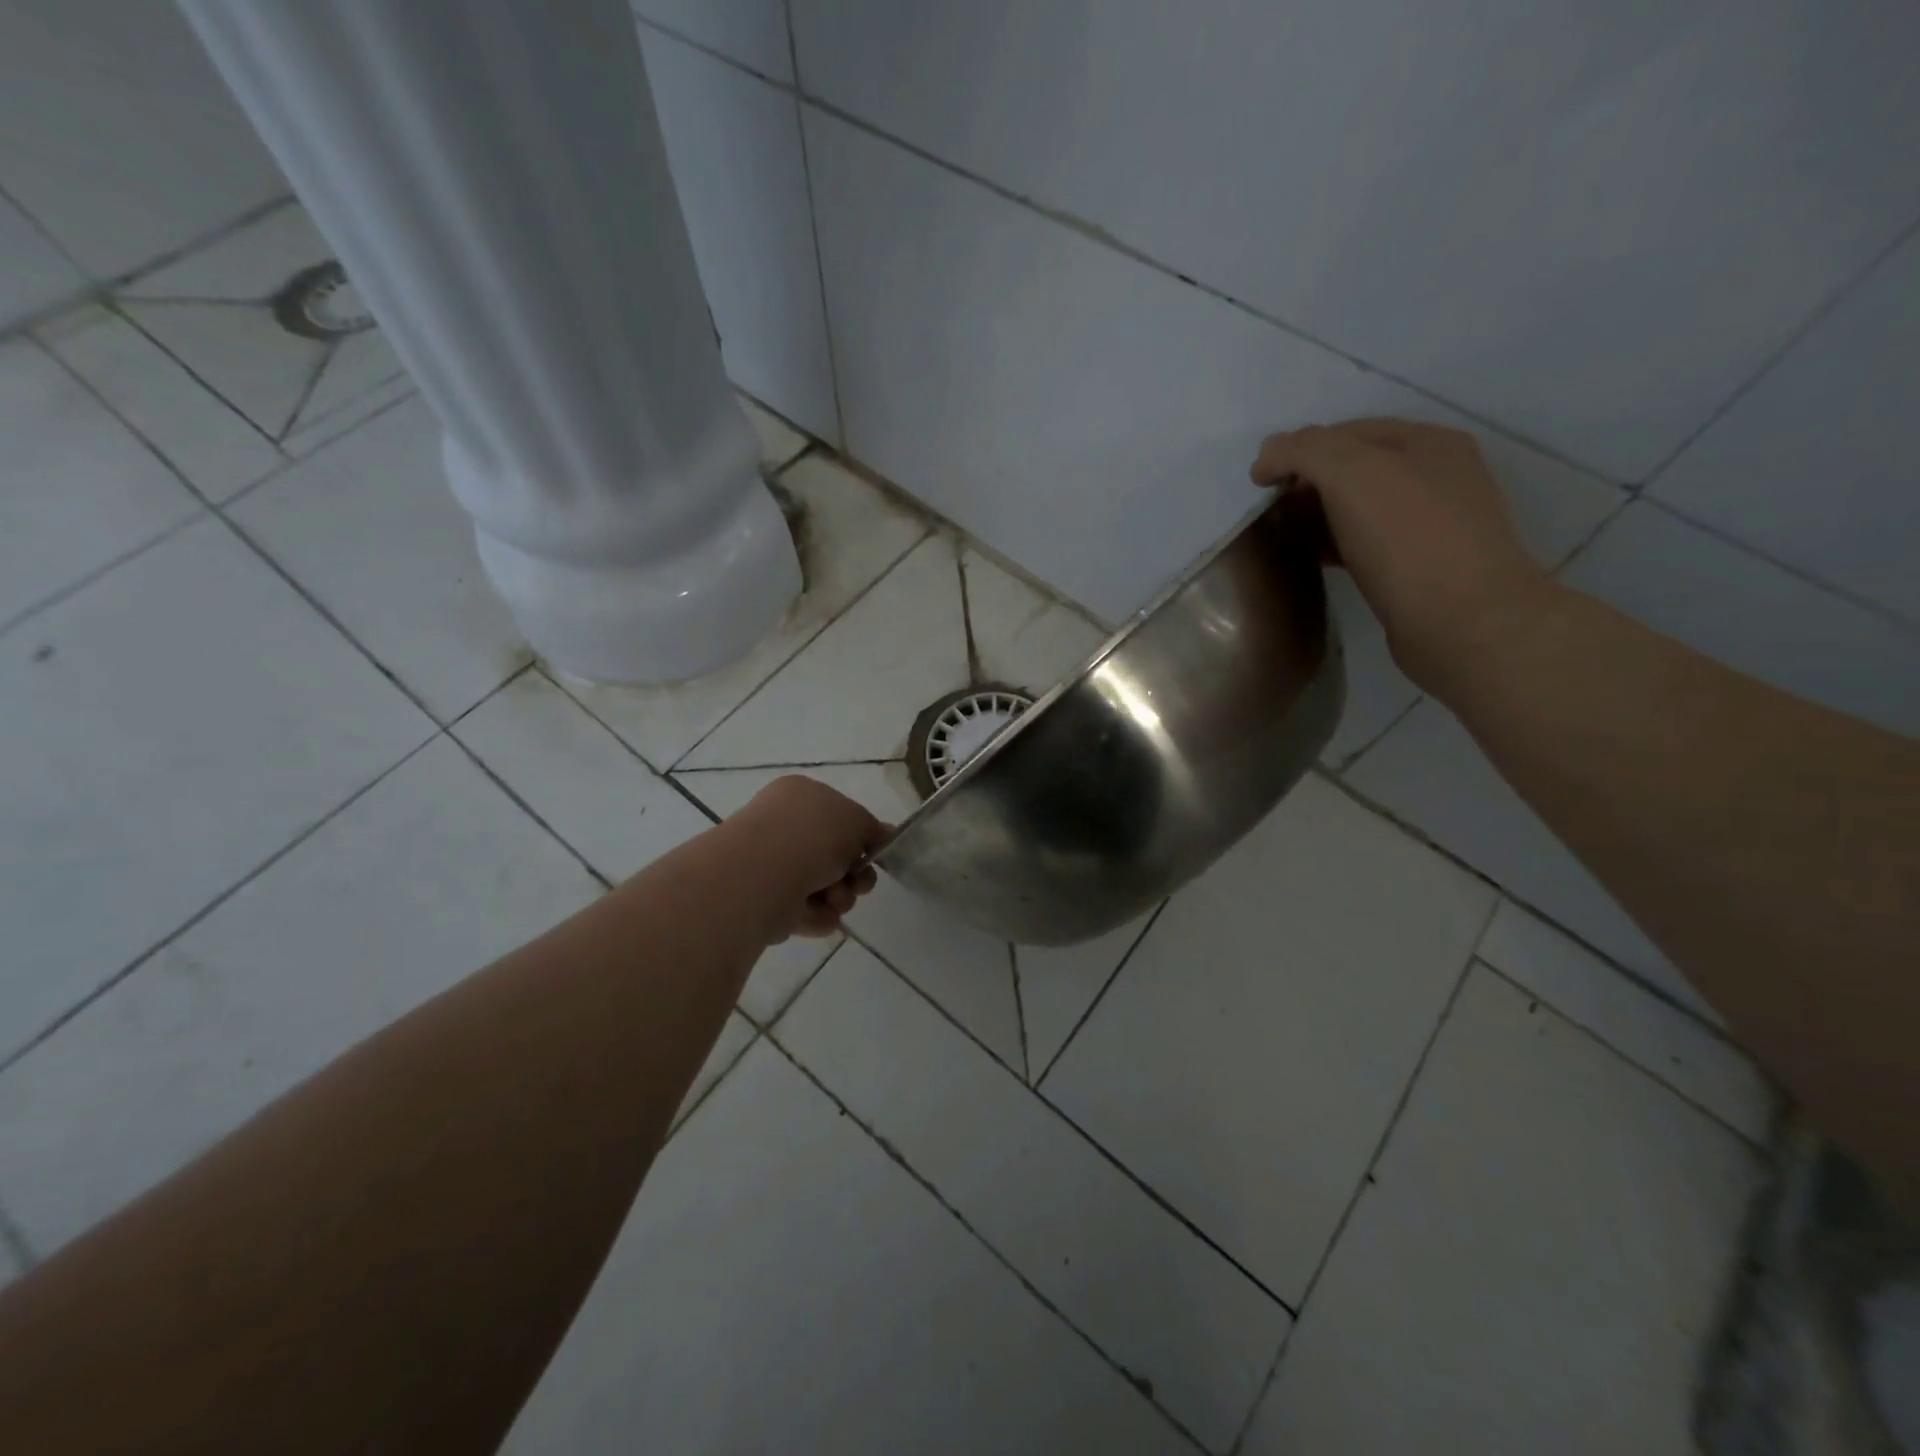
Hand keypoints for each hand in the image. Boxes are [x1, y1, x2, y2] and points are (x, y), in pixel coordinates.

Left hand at [723, 776, 888, 940]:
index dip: (860, 837)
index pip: (838, 815)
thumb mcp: (857, 820)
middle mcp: (782, 826)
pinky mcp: (763, 901)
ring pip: (821, 886)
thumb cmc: (812, 834)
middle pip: (832, 856)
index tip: (873, 855)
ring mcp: (770, 864)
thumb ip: (873, 830)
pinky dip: (817, 915)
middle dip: (852, 875)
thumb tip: (884, 834)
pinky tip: (820, 914)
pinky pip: (802, 910)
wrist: (763, 873)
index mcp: (799, 796)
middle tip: (857, 883)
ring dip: (839, 897)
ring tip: (834, 899)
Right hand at [1250, 418, 1558, 694]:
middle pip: (1354, 468)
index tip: (1259, 483)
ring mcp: (1430, 524)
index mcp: (1427, 443)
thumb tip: (1268, 454)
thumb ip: (1305, 452)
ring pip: (1359, 508)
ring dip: (1317, 516)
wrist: (1462, 623)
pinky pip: (1366, 544)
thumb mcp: (1352, 475)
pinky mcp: (1418, 568)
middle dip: (1307, 483)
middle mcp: (1435, 476)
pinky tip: (1313, 560)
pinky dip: (1334, 545)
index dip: (1297, 450)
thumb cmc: (1408, 540)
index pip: (1347, 431)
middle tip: (1269, 512)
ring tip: (1282, 537)